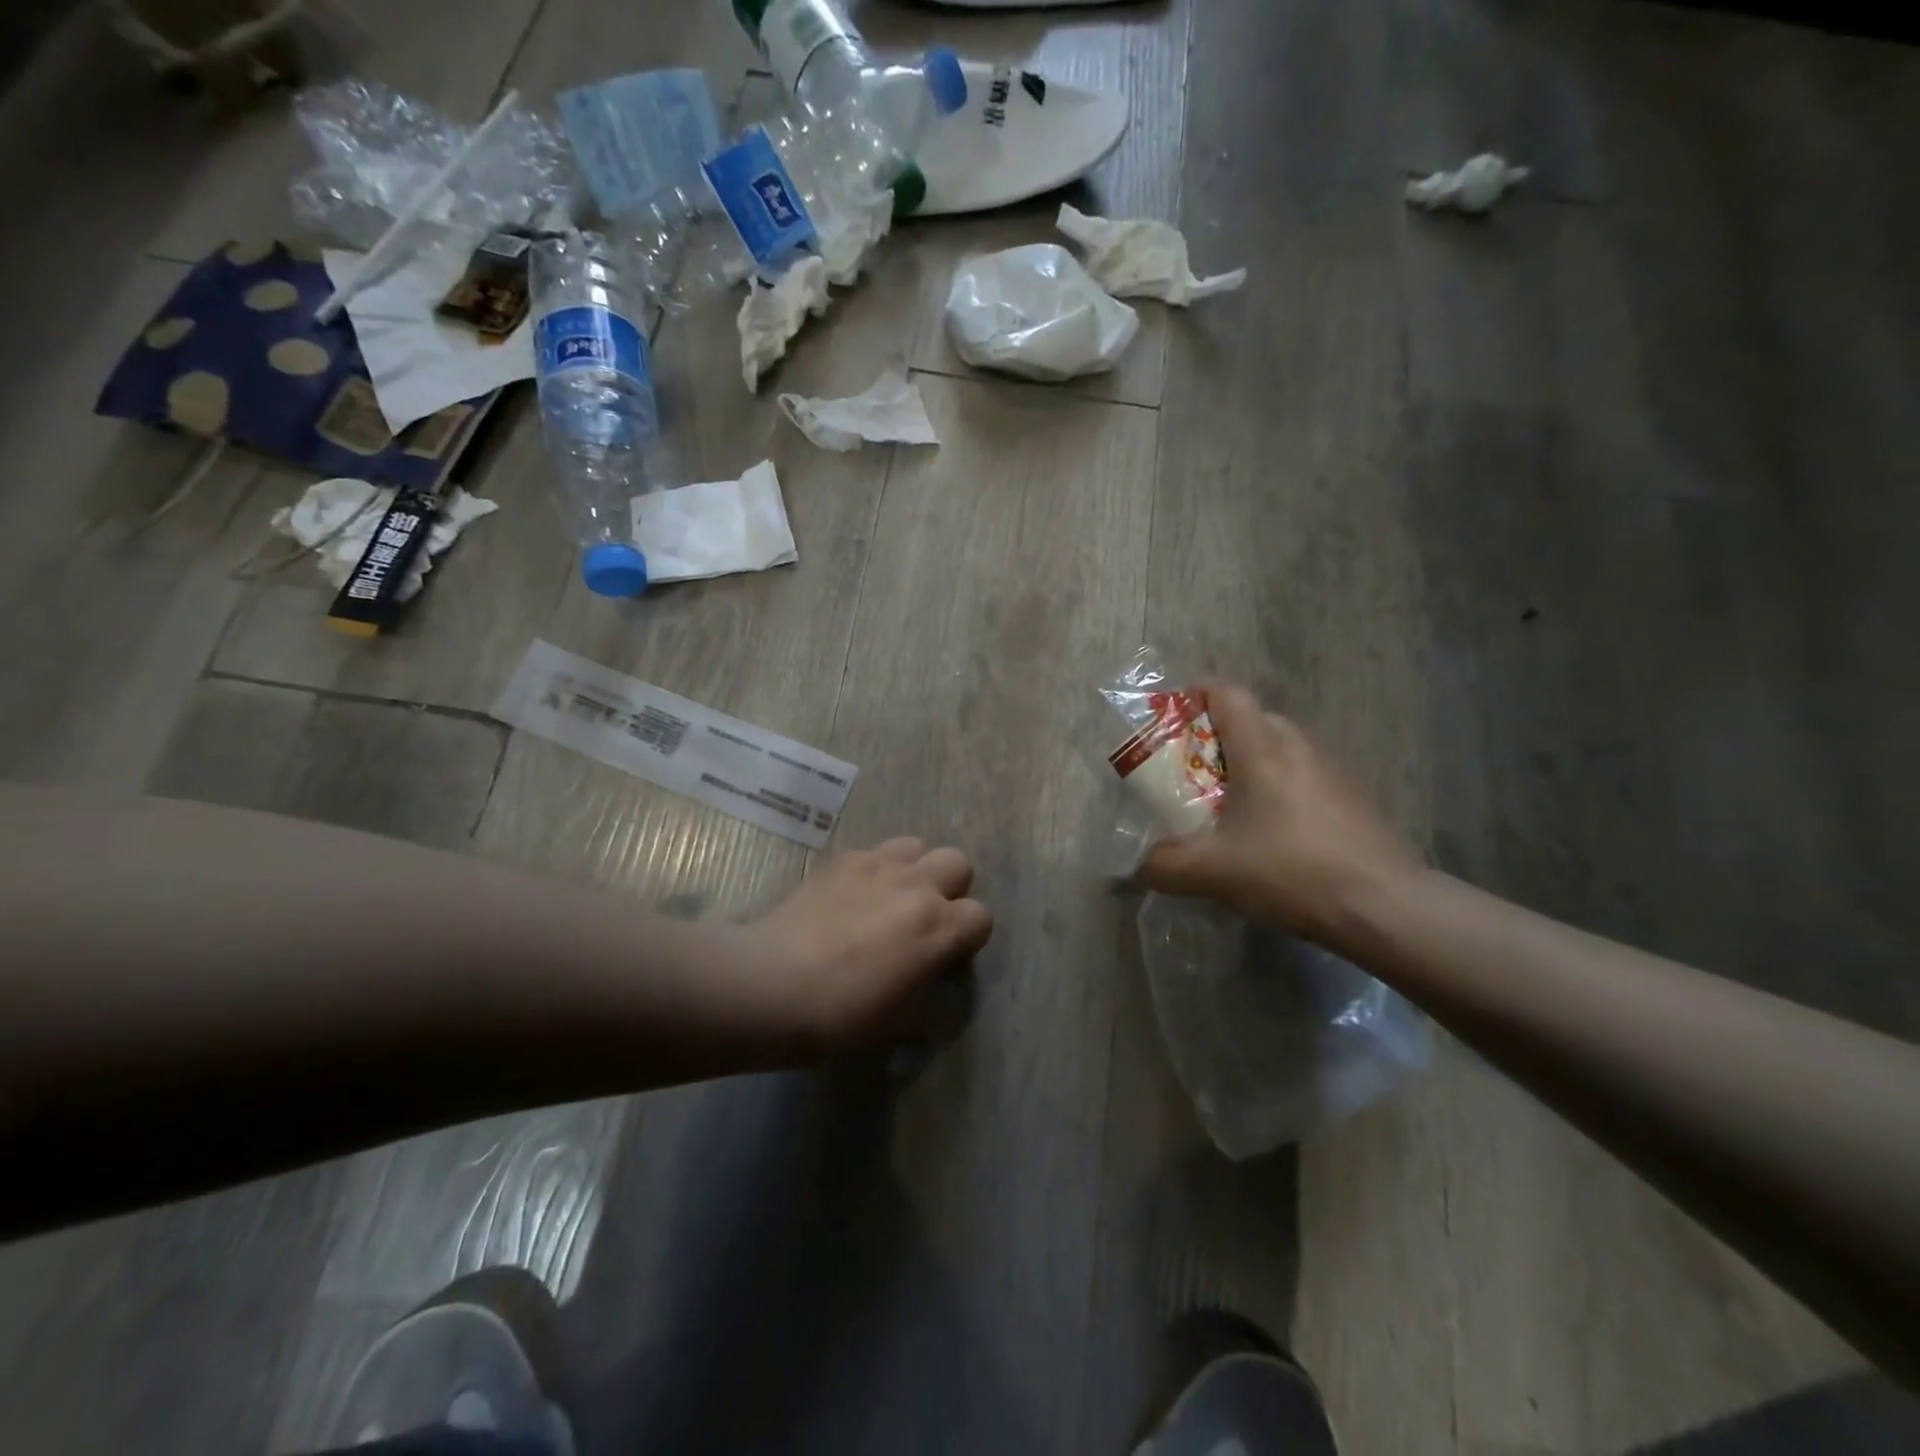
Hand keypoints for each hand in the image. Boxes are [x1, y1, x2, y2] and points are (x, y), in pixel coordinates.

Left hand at [750, 838, 992, 1051]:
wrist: (770, 985)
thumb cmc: (841, 1016)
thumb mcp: (901, 1025)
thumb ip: (932, 999)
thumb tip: (937, 986)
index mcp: (938, 926)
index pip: (981, 917)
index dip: (969, 938)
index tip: (948, 957)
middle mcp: (915, 885)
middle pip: (958, 864)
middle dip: (951, 889)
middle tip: (925, 919)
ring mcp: (876, 865)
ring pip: (917, 846)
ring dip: (915, 869)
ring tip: (892, 897)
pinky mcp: (841, 860)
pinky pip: (873, 852)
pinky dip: (874, 870)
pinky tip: (853, 896)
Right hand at [1139, 682, 1419, 942]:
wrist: (1386, 907)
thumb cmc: (1291, 871)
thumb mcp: (1212, 872)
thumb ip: (1164, 865)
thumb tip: (1140, 865)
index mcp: (1262, 748)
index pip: (1226, 692)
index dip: (1194, 696)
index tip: (1171, 724)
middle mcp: (1298, 746)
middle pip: (1250, 721)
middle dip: (1214, 742)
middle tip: (1189, 777)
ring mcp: (1331, 771)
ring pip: (1278, 751)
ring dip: (1247, 769)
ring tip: (1226, 811)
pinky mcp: (1351, 799)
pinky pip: (1301, 777)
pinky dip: (1276, 792)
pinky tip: (1270, 837)